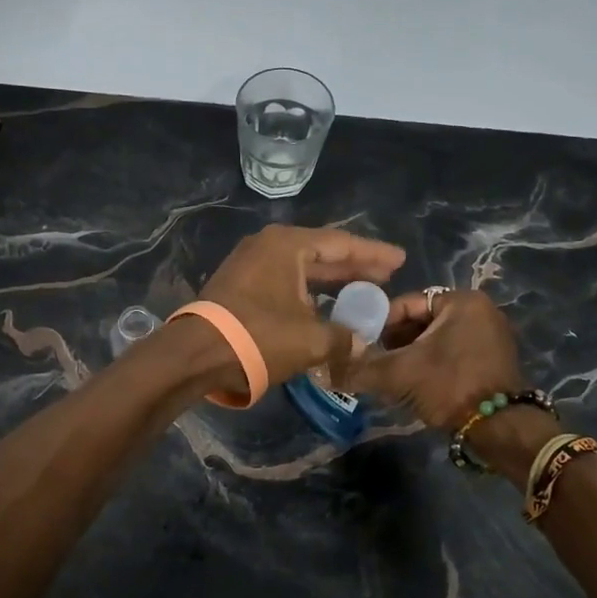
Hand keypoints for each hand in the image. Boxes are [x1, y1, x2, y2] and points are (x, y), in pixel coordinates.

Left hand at [196, 225, 405, 387]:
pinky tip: (324, 306)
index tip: (400, 260)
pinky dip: (308, 291)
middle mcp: (268, 246)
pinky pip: (284, 281)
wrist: (196, 354)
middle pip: (322, 252)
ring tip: (362, 289)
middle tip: (386, 275)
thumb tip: (360, 343)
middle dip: (354, 265)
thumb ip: (343, 337)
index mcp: (288, 245)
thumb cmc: (259, 337)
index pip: (341, 243)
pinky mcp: (239, 285)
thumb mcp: (311, 340)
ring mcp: (249, 264)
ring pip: (302, 268)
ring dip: (331, 280)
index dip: (374, 254)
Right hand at [341, 288, 528, 429]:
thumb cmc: (450, 386)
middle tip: (375, 363)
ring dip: (410, 356)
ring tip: (390, 377)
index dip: (378, 324)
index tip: (362, 346)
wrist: (500, 430)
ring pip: (434, 339)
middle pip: (420, 321)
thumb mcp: (399, 374)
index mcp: (461, 300)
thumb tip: (324, 369)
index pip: (405, 303)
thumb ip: (360, 368)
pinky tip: (415, 386)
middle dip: (394, 342)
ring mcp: (491, 336)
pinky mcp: (494, 360)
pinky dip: (431, 365)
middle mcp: (480, 310)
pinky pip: (452, 353)